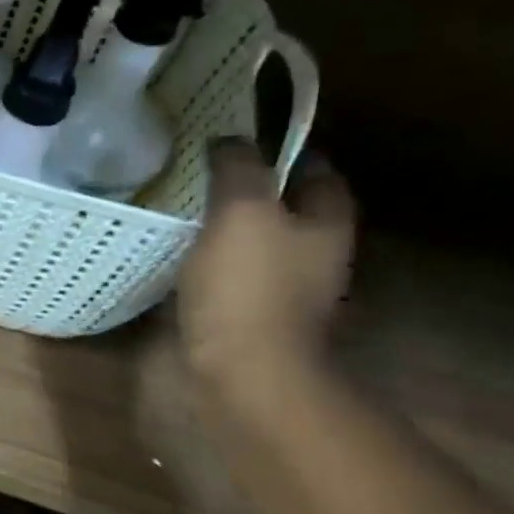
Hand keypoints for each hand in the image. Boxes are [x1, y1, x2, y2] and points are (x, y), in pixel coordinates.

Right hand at [178, 139, 355, 383]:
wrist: (246, 373)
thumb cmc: (248, 286)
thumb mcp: (242, 211)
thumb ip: (239, 168)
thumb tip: (230, 140)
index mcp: (326, 223)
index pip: (317, 170)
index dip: (285, 151)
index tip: (243, 140)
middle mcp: (318, 255)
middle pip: (292, 209)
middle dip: (257, 190)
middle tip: (209, 175)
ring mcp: (291, 291)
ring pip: (264, 243)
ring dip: (235, 228)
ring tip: (189, 213)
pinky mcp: (259, 319)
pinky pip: (241, 276)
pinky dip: (219, 263)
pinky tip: (187, 259)